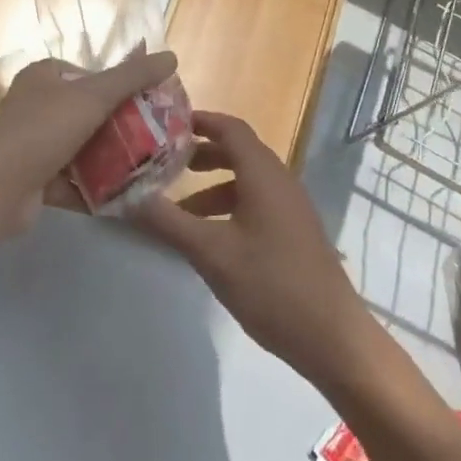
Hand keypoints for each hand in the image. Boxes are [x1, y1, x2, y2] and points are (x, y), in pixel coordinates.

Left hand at [0, 48, 178, 230]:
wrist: (0, 186)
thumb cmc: (45, 128)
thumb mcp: (94, 95)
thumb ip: (132, 77)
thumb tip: (171, 56)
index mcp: (42, 78)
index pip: (84, 74)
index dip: (114, 86)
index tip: (143, 102)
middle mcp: (34, 107)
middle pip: (85, 113)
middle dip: (116, 126)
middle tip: (151, 137)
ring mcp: (32, 146)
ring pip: (80, 149)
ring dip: (108, 159)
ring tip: (145, 166)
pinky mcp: (34, 181)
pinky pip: (72, 182)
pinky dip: (94, 188)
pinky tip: (124, 195)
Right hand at [135, 112, 380, 389]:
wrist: (334, 339)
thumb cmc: (271, 285)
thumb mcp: (211, 253)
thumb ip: (167, 221)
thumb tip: (126, 196)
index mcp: (263, 174)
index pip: (230, 128)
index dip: (199, 121)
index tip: (166, 125)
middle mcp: (280, 181)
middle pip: (237, 152)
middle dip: (200, 154)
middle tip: (165, 164)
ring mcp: (291, 208)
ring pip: (246, 181)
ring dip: (212, 187)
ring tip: (179, 209)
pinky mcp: (295, 233)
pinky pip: (257, 203)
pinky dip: (229, 207)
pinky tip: (210, 238)